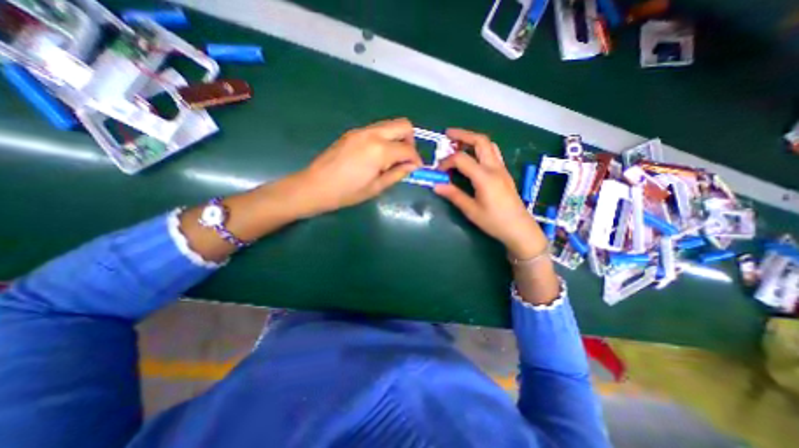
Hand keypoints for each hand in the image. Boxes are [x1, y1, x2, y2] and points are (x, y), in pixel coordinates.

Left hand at [295, 119, 423, 217]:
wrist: (315, 186)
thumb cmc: (347, 192)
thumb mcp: (376, 187)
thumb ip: (397, 174)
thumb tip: (412, 167)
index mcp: (380, 150)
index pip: (408, 149)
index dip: (416, 159)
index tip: (416, 169)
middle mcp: (372, 134)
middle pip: (403, 125)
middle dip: (410, 141)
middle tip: (406, 159)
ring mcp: (361, 130)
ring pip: (390, 125)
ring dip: (397, 139)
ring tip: (391, 160)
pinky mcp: (353, 133)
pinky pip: (377, 130)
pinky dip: (385, 139)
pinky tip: (377, 156)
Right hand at [435, 127, 546, 258]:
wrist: (520, 229)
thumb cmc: (494, 222)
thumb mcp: (471, 211)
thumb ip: (454, 195)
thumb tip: (436, 185)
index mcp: (484, 177)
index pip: (461, 159)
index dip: (446, 162)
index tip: (438, 171)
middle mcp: (494, 168)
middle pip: (480, 141)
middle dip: (463, 135)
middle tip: (448, 134)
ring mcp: (501, 169)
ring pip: (489, 145)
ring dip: (473, 139)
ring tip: (459, 143)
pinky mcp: (504, 173)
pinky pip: (493, 153)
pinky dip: (481, 148)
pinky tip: (473, 156)